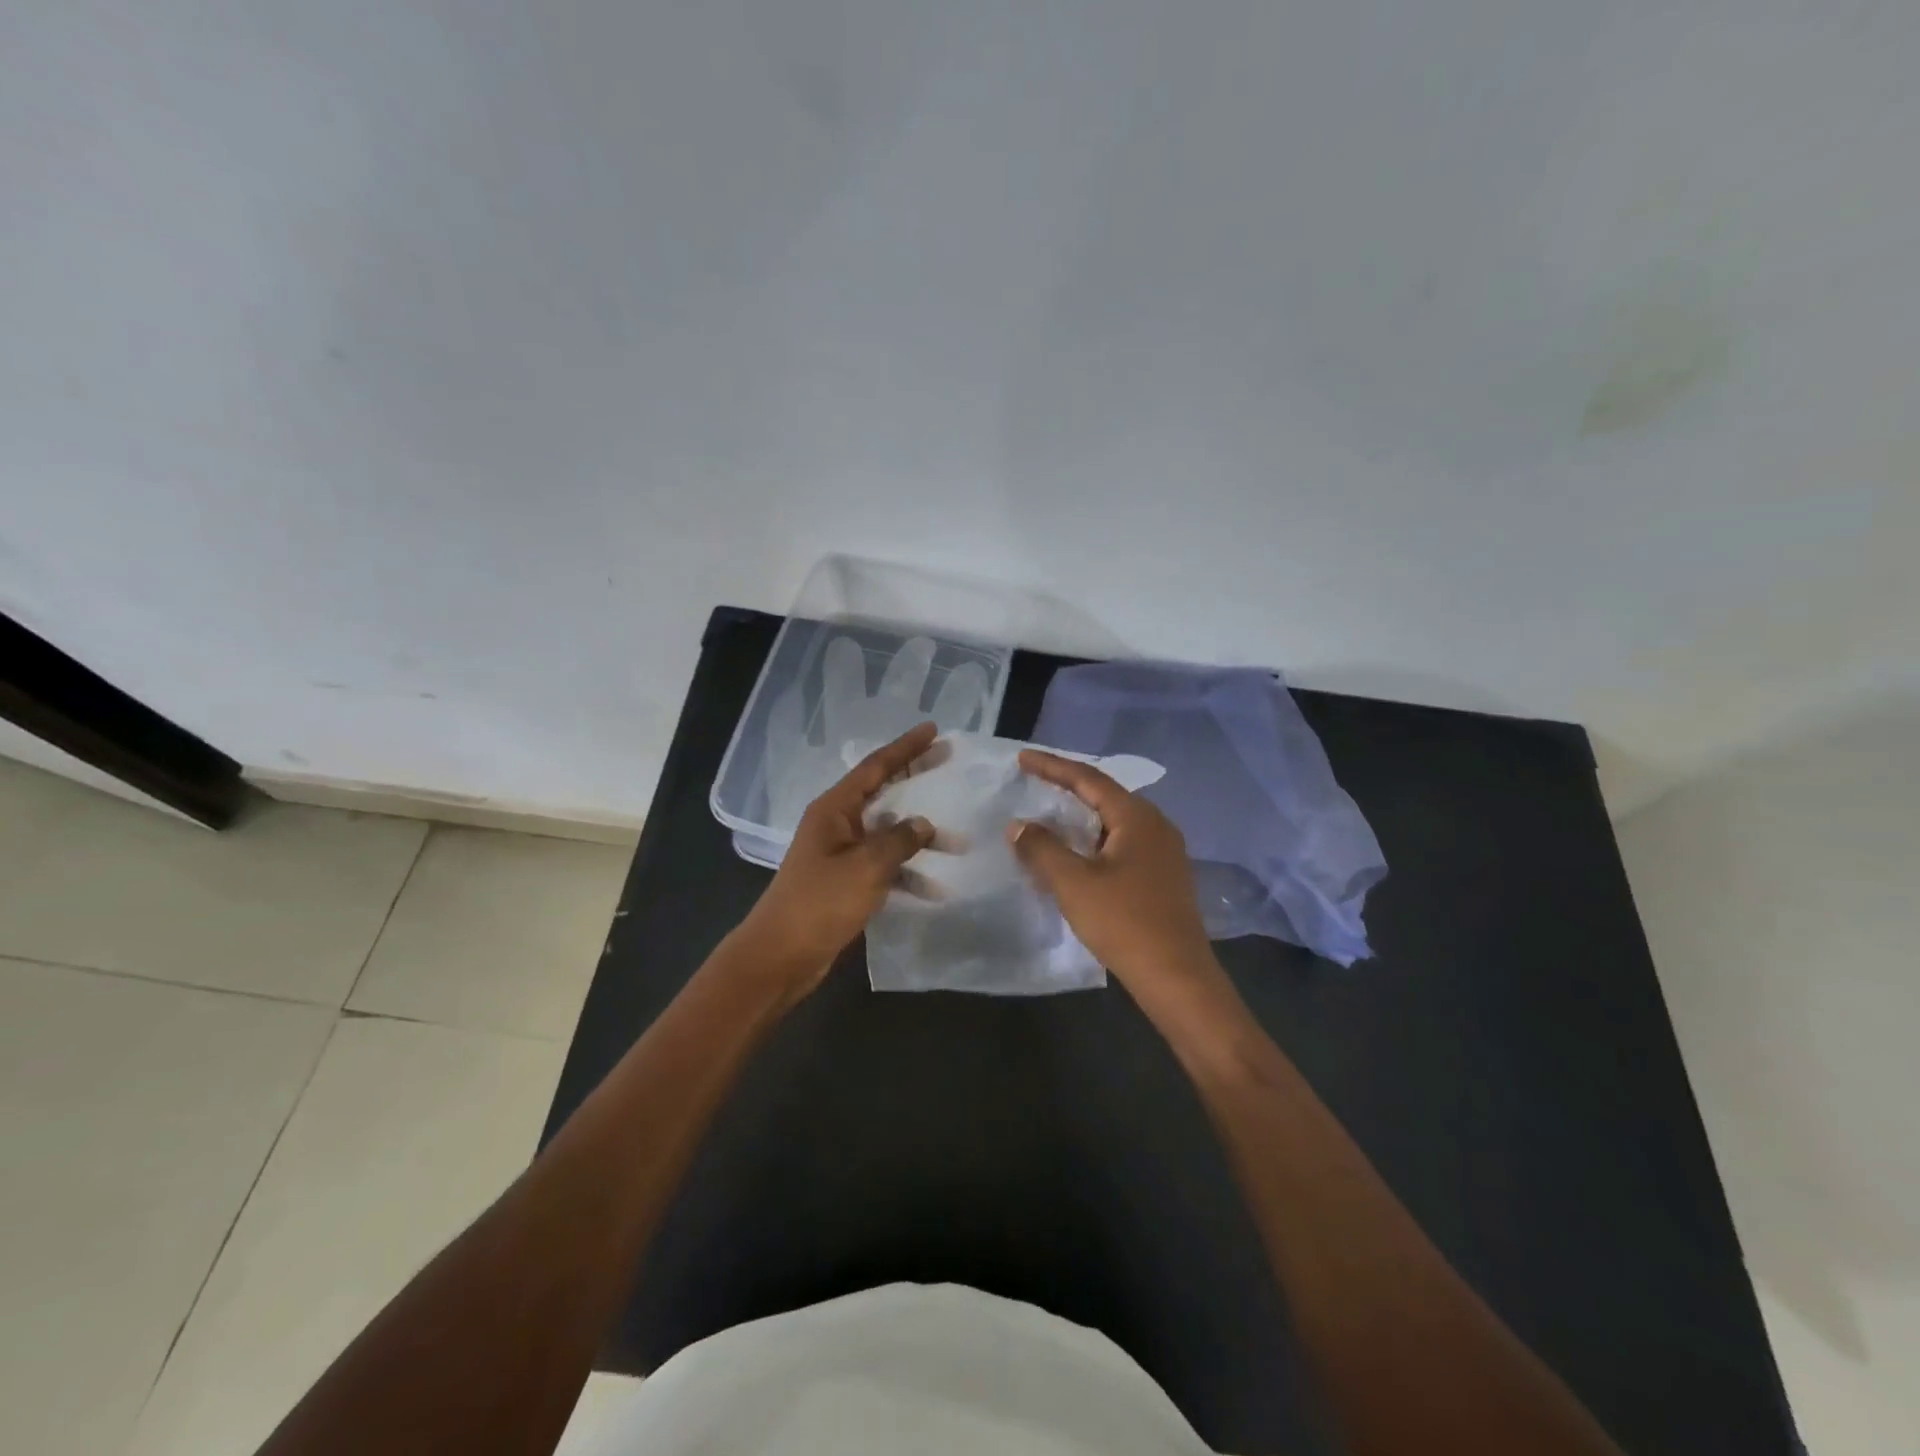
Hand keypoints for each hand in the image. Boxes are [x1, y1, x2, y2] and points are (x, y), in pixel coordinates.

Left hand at [735, 723, 937, 995]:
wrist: (780, 956)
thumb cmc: (820, 903)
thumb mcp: (866, 867)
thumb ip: (899, 841)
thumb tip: (924, 824)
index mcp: (834, 809)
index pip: (875, 767)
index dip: (905, 748)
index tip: (933, 731)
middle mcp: (837, 823)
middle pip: (882, 792)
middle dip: (915, 778)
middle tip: (948, 761)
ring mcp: (840, 853)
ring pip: (887, 832)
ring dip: (919, 837)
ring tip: (957, 842)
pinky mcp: (845, 881)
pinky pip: (883, 865)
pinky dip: (906, 872)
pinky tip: (934, 888)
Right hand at [1009, 750, 1221, 1012]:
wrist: (1177, 977)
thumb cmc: (1124, 922)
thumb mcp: (1073, 883)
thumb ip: (1042, 848)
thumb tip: (1019, 825)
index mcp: (1137, 817)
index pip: (1088, 779)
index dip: (1052, 766)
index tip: (1022, 758)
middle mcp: (1156, 825)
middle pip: (1105, 795)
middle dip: (1068, 787)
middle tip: (1034, 781)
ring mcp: (1164, 851)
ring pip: (1114, 821)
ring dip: (1080, 816)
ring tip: (1050, 815)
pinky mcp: (1163, 876)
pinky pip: (1122, 843)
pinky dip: (1094, 840)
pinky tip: (1077, 854)